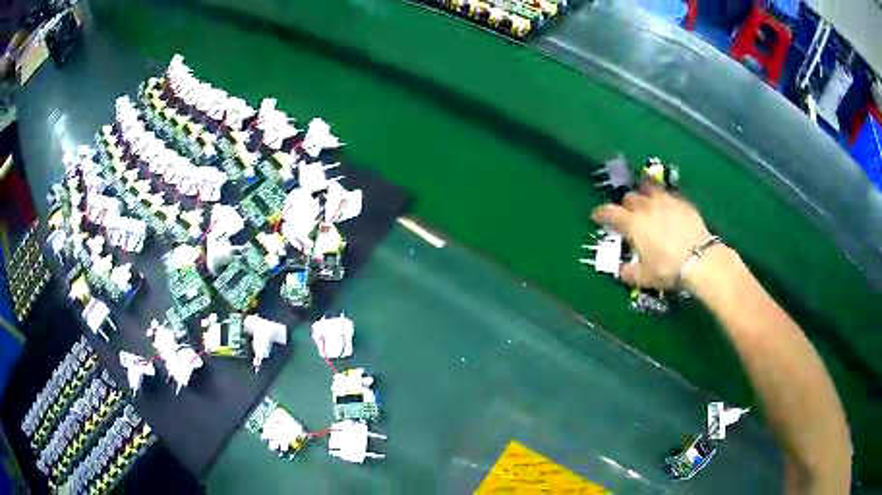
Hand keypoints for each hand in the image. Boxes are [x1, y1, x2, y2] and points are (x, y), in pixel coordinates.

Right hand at [591, 186, 709, 288]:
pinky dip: (664, 198)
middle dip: (626, 204)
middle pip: (630, 197)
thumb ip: (629, 272)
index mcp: (632, 223)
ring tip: (646, 200)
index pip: (609, 212)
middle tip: (628, 214)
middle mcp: (646, 207)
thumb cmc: (667, 268)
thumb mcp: (644, 277)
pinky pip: (668, 194)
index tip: (597, 216)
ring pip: (649, 188)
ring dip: (644, 193)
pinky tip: (667, 206)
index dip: (601, 213)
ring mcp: (665, 201)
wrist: (699, 259)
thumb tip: (621, 270)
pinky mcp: (682, 202)